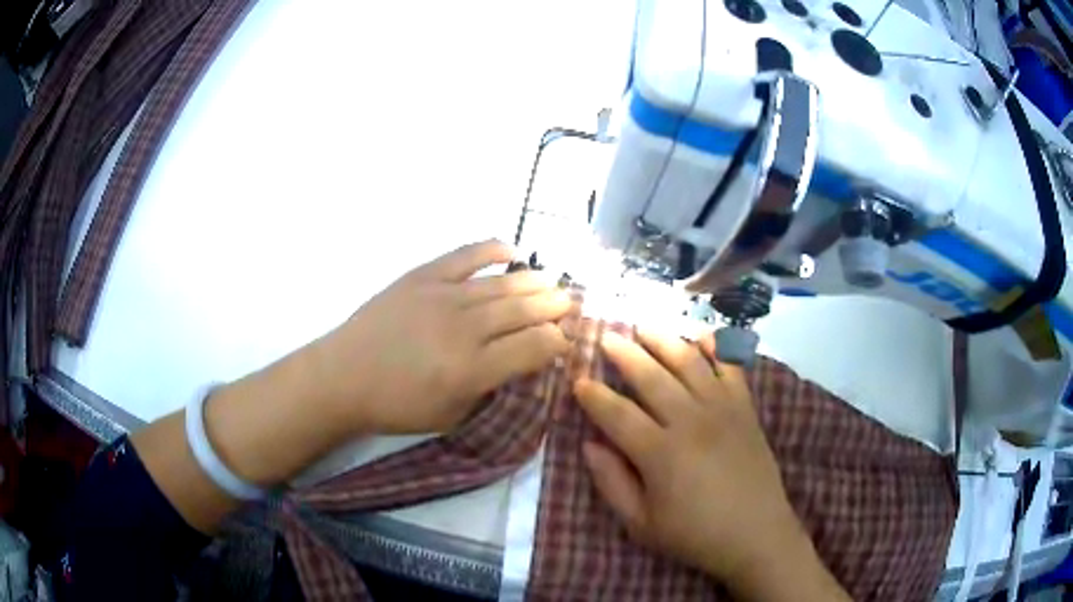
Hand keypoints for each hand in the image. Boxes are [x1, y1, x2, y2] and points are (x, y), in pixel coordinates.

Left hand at [311, 240, 573, 434]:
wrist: (344, 377)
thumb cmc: (397, 405)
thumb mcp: (451, 415)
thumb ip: (490, 389)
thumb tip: (519, 363)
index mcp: (472, 370)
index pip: (534, 347)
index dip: (557, 341)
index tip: (565, 338)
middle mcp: (464, 329)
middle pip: (524, 311)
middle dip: (554, 307)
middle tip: (570, 303)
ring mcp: (443, 297)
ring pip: (502, 285)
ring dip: (533, 282)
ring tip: (553, 282)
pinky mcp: (422, 276)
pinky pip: (465, 256)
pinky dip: (492, 250)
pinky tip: (512, 251)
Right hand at [574, 329, 817, 593]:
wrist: (756, 535)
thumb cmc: (694, 535)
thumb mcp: (641, 524)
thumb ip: (612, 483)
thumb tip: (589, 445)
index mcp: (660, 453)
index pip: (617, 414)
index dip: (593, 396)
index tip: (577, 381)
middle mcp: (690, 421)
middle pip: (651, 376)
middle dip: (624, 353)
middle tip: (606, 336)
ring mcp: (722, 409)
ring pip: (688, 362)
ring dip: (663, 340)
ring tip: (644, 326)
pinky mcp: (745, 408)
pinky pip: (731, 366)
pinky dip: (716, 346)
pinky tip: (701, 335)